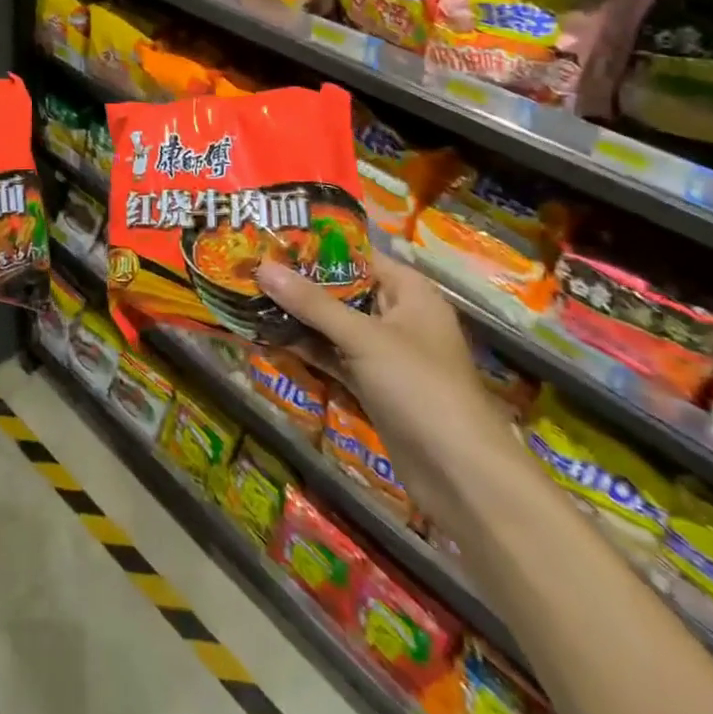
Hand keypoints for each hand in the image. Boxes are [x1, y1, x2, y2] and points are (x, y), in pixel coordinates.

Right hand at [257, 250, 508, 505]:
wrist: (461, 477)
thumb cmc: (420, 388)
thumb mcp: (363, 338)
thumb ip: (311, 303)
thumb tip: (262, 266)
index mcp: (410, 292)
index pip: (358, 256)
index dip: (317, 246)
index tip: (272, 237)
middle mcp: (399, 317)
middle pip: (343, 290)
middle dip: (300, 282)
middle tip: (251, 265)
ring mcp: (386, 355)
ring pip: (335, 326)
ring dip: (299, 317)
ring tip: (250, 297)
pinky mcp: (374, 387)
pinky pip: (335, 357)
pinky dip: (308, 349)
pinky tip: (268, 337)